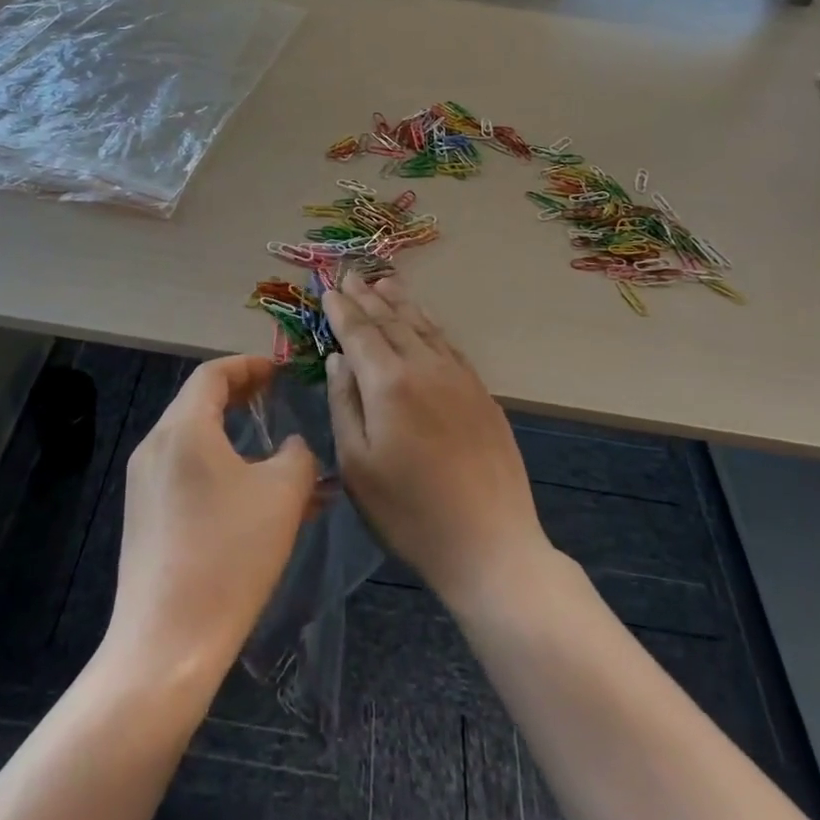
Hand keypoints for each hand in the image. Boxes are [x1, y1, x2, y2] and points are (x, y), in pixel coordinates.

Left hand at [107, 355, 317, 681]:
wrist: (167, 645)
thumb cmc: (229, 555)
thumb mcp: (283, 495)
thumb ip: (297, 454)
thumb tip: (291, 447)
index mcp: (183, 429)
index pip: (213, 374)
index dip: (249, 365)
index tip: (281, 371)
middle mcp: (155, 446)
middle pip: (198, 402)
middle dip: (241, 396)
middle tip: (277, 399)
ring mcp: (144, 484)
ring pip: (194, 441)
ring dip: (233, 436)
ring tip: (274, 452)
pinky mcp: (144, 518)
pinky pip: (185, 473)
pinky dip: (219, 467)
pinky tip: (253, 498)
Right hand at [323, 274, 551, 609]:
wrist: (490, 544)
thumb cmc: (409, 512)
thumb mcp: (357, 465)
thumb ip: (344, 404)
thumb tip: (338, 359)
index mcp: (389, 383)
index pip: (360, 332)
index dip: (342, 310)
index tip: (328, 289)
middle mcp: (425, 367)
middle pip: (392, 321)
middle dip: (368, 297)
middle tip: (351, 275)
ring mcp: (459, 377)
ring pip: (424, 326)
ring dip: (401, 303)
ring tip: (384, 283)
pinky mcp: (481, 393)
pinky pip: (449, 344)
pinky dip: (430, 324)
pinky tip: (425, 321)